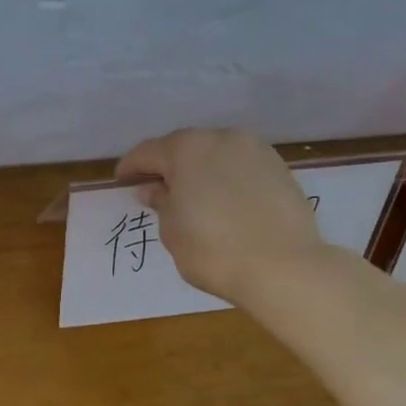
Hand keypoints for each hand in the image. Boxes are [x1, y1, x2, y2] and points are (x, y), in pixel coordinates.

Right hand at [115, 128, 324, 306]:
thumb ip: (161, 203)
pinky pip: (240, 166)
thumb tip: (153, 189)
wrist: (283, 266)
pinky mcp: (279, 167)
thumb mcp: (172, 231)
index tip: (122, 181)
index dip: (131, 167)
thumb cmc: (212, 250)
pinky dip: (225, 178)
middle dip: (167, 165)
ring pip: (215, 153)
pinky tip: (223, 201)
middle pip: (184, 147)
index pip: (148, 152)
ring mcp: (255, 150)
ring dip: (199, 170)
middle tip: (156, 188)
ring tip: (192, 196)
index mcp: (186, 149)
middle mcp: (221, 138)